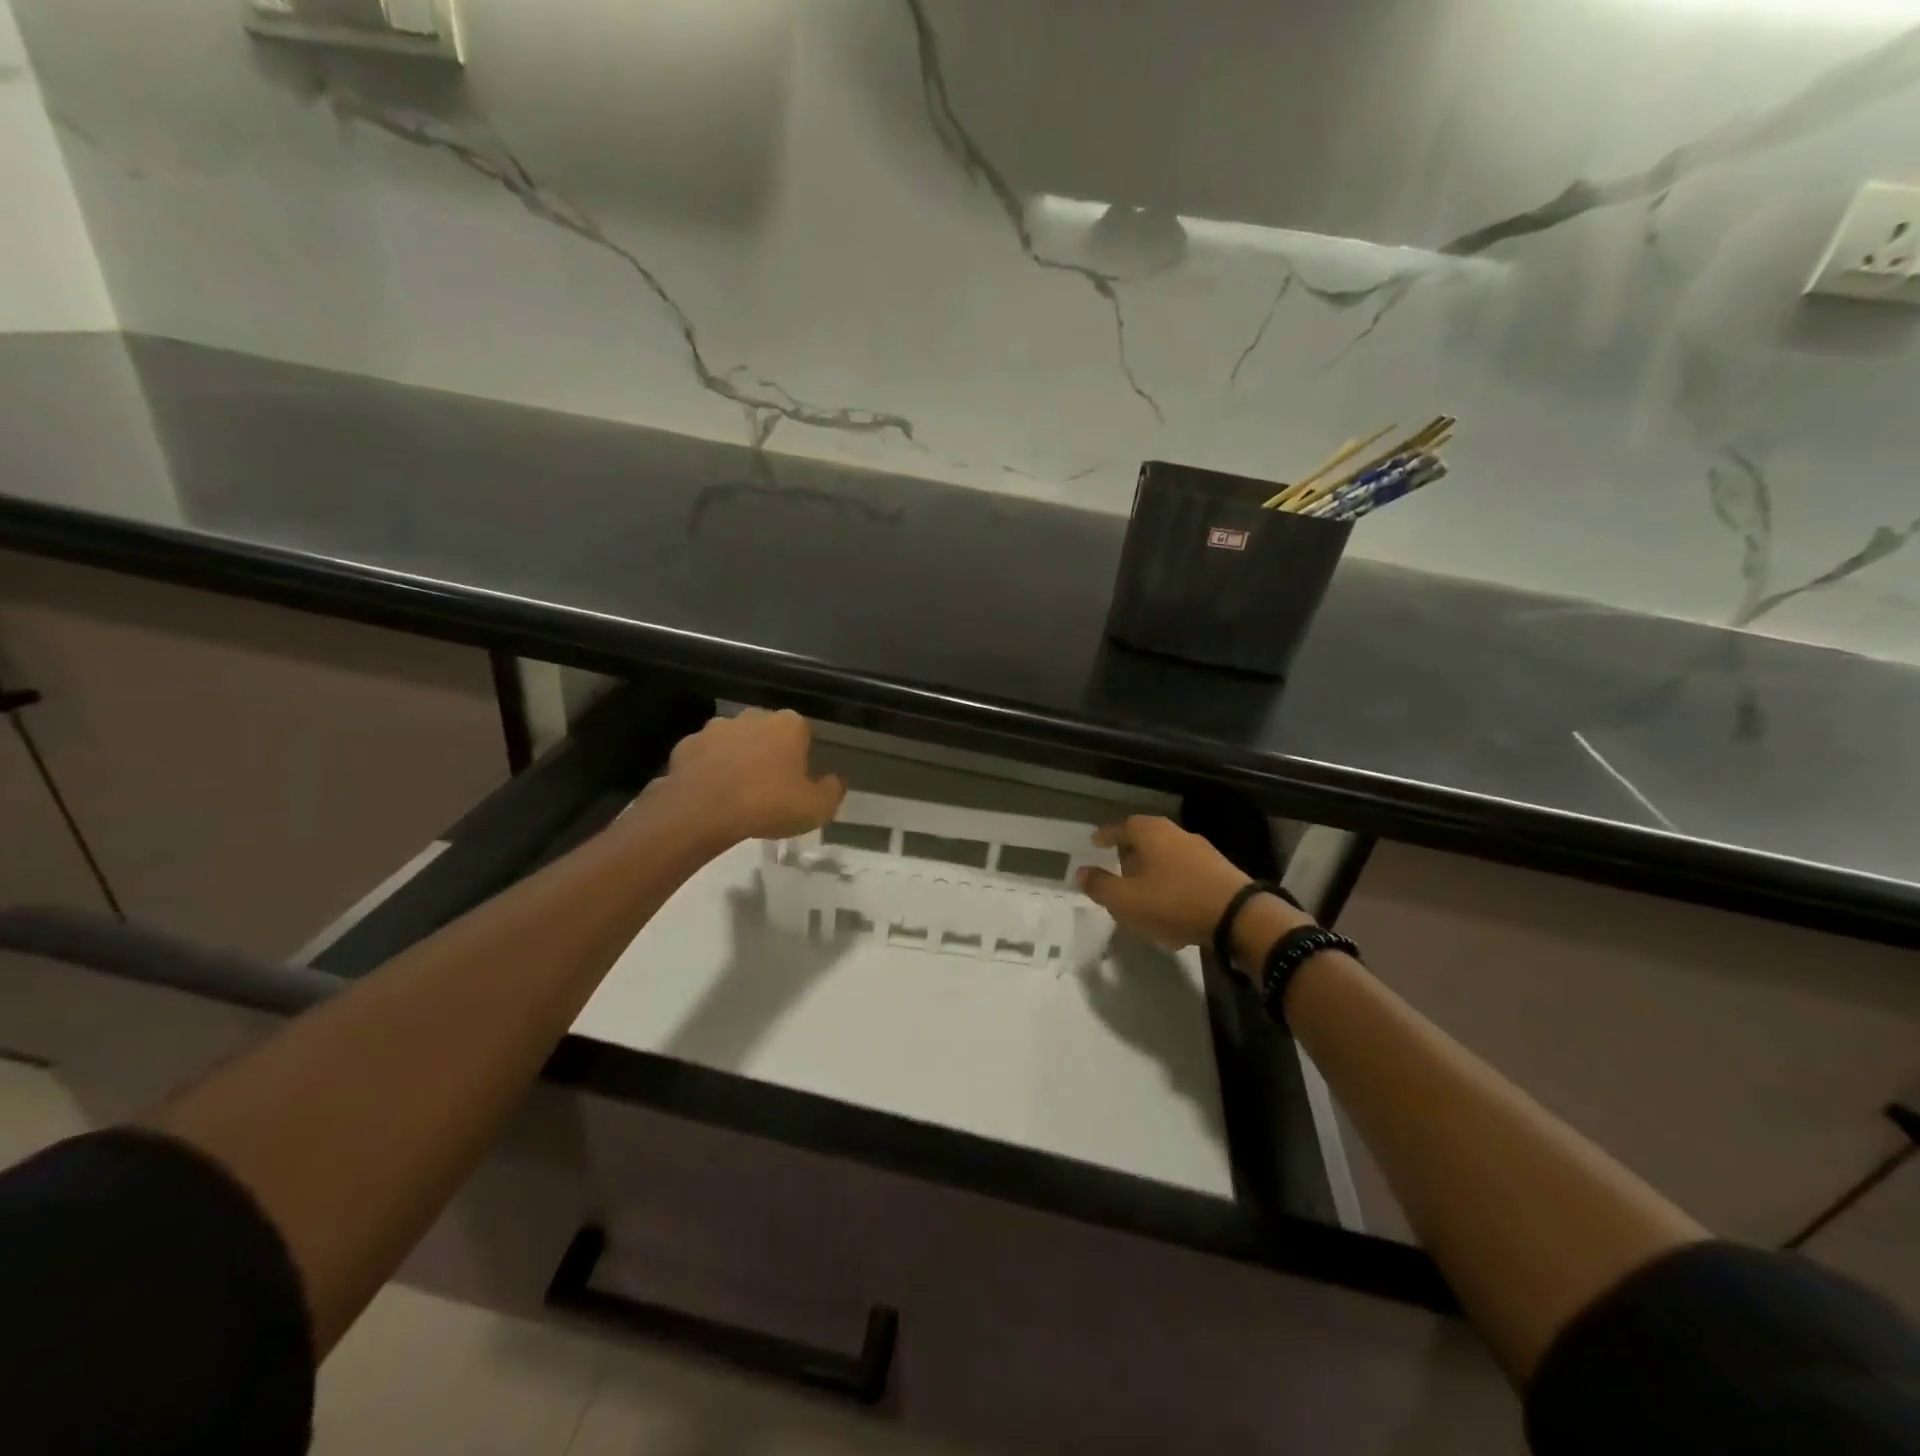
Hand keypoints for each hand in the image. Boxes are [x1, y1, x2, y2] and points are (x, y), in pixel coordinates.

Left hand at [662, 709, 845, 841]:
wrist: (702, 812)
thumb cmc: (768, 804)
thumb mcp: (816, 808)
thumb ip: (832, 792)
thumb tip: (836, 781)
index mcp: (788, 724)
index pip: (801, 732)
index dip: (800, 755)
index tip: (797, 780)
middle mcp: (752, 716)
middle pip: (766, 731)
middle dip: (767, 752)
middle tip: (769, 787)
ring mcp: (715, 728)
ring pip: (733, 741)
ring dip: (736, 758)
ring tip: (737, 793)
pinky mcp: (685, 745)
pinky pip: (703, 756)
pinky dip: (707, 770)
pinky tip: (710, 795)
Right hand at [1076, 815, 1264, 949]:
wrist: (1238, 917)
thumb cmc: (1173, 901)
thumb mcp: (1126, 899)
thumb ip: (1100, 886)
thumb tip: (1081, 872)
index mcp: (1151, 833)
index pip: (1121, 826)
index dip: (1105, 835)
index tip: (1095, 843)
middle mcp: (1176, 834)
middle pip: (1145, 841)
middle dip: (1129, 857)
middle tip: (1117, 873)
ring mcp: (1201, 852)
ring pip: (1165, 860)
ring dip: (1151, 876)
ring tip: (1141, 899)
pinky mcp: (1219, 873)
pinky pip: (1184, 876)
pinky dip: (1171, 889)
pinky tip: (1169, 914)